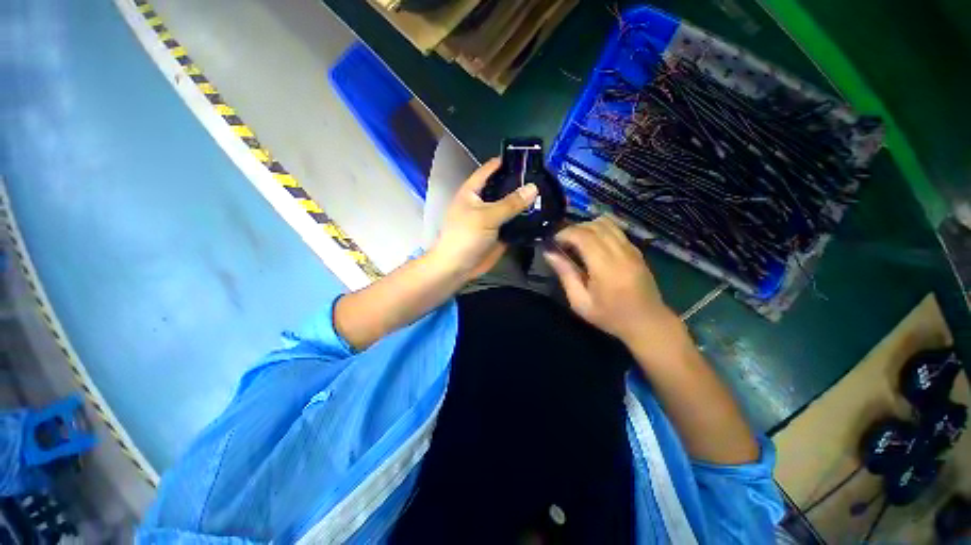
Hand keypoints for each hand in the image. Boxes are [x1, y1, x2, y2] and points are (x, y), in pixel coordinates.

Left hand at [431, 158, 537, 279]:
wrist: (458, 268)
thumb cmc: (465, 236)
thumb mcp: (486, 216)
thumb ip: (510, 203)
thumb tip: (533, 187)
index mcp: (473, 191)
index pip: (490, 169)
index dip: (507, 161)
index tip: (529, 157)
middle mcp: (484, 202)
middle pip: (504, 188)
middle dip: (522, 184)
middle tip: (546, 178)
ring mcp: (493, 218)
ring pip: (512, 207)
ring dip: (527, 203)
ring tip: (550, 195)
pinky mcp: (501, 233)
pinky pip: (515, 223)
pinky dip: (527, 220)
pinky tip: (544, 215)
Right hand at [543, 217, 677, 344]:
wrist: (648, 322)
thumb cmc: (610, 316)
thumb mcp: (580, 302)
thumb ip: (565, 274)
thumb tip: (549, 253)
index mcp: (606, 267)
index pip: (583, 236)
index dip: (565, 233)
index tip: (553, 242)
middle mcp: (621, 252)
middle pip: (594, 225)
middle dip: (573, 229)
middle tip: (562, 242)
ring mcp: (631, 249)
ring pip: (606, 223)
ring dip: (587, 227)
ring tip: (576, 241)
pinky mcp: (636, 249)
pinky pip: (615, 230)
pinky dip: (599, 230)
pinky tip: (592, 244)